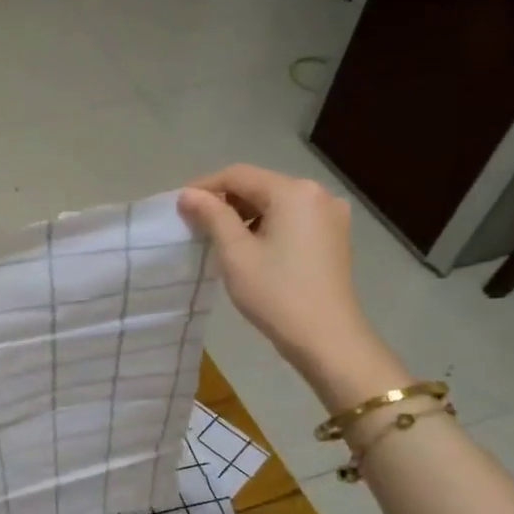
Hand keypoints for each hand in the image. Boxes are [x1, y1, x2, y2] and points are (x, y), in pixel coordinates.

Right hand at [178, 165, 391, 393]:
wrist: (327, 338)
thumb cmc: (276, 293)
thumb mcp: (235, 252)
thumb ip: (211, 215)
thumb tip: (188, 193)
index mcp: (293, 192)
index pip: (238, 175)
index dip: (205, 186)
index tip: (180, 206)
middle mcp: (317, 194)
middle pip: (259, 186)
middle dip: (226, 201)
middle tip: (196, 224)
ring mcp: (330, 215)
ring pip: (275, 202)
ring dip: (245, 215)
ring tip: (220, 239)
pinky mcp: (333, 235)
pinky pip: (291, 218)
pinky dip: (267, 225)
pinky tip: (251, 247)